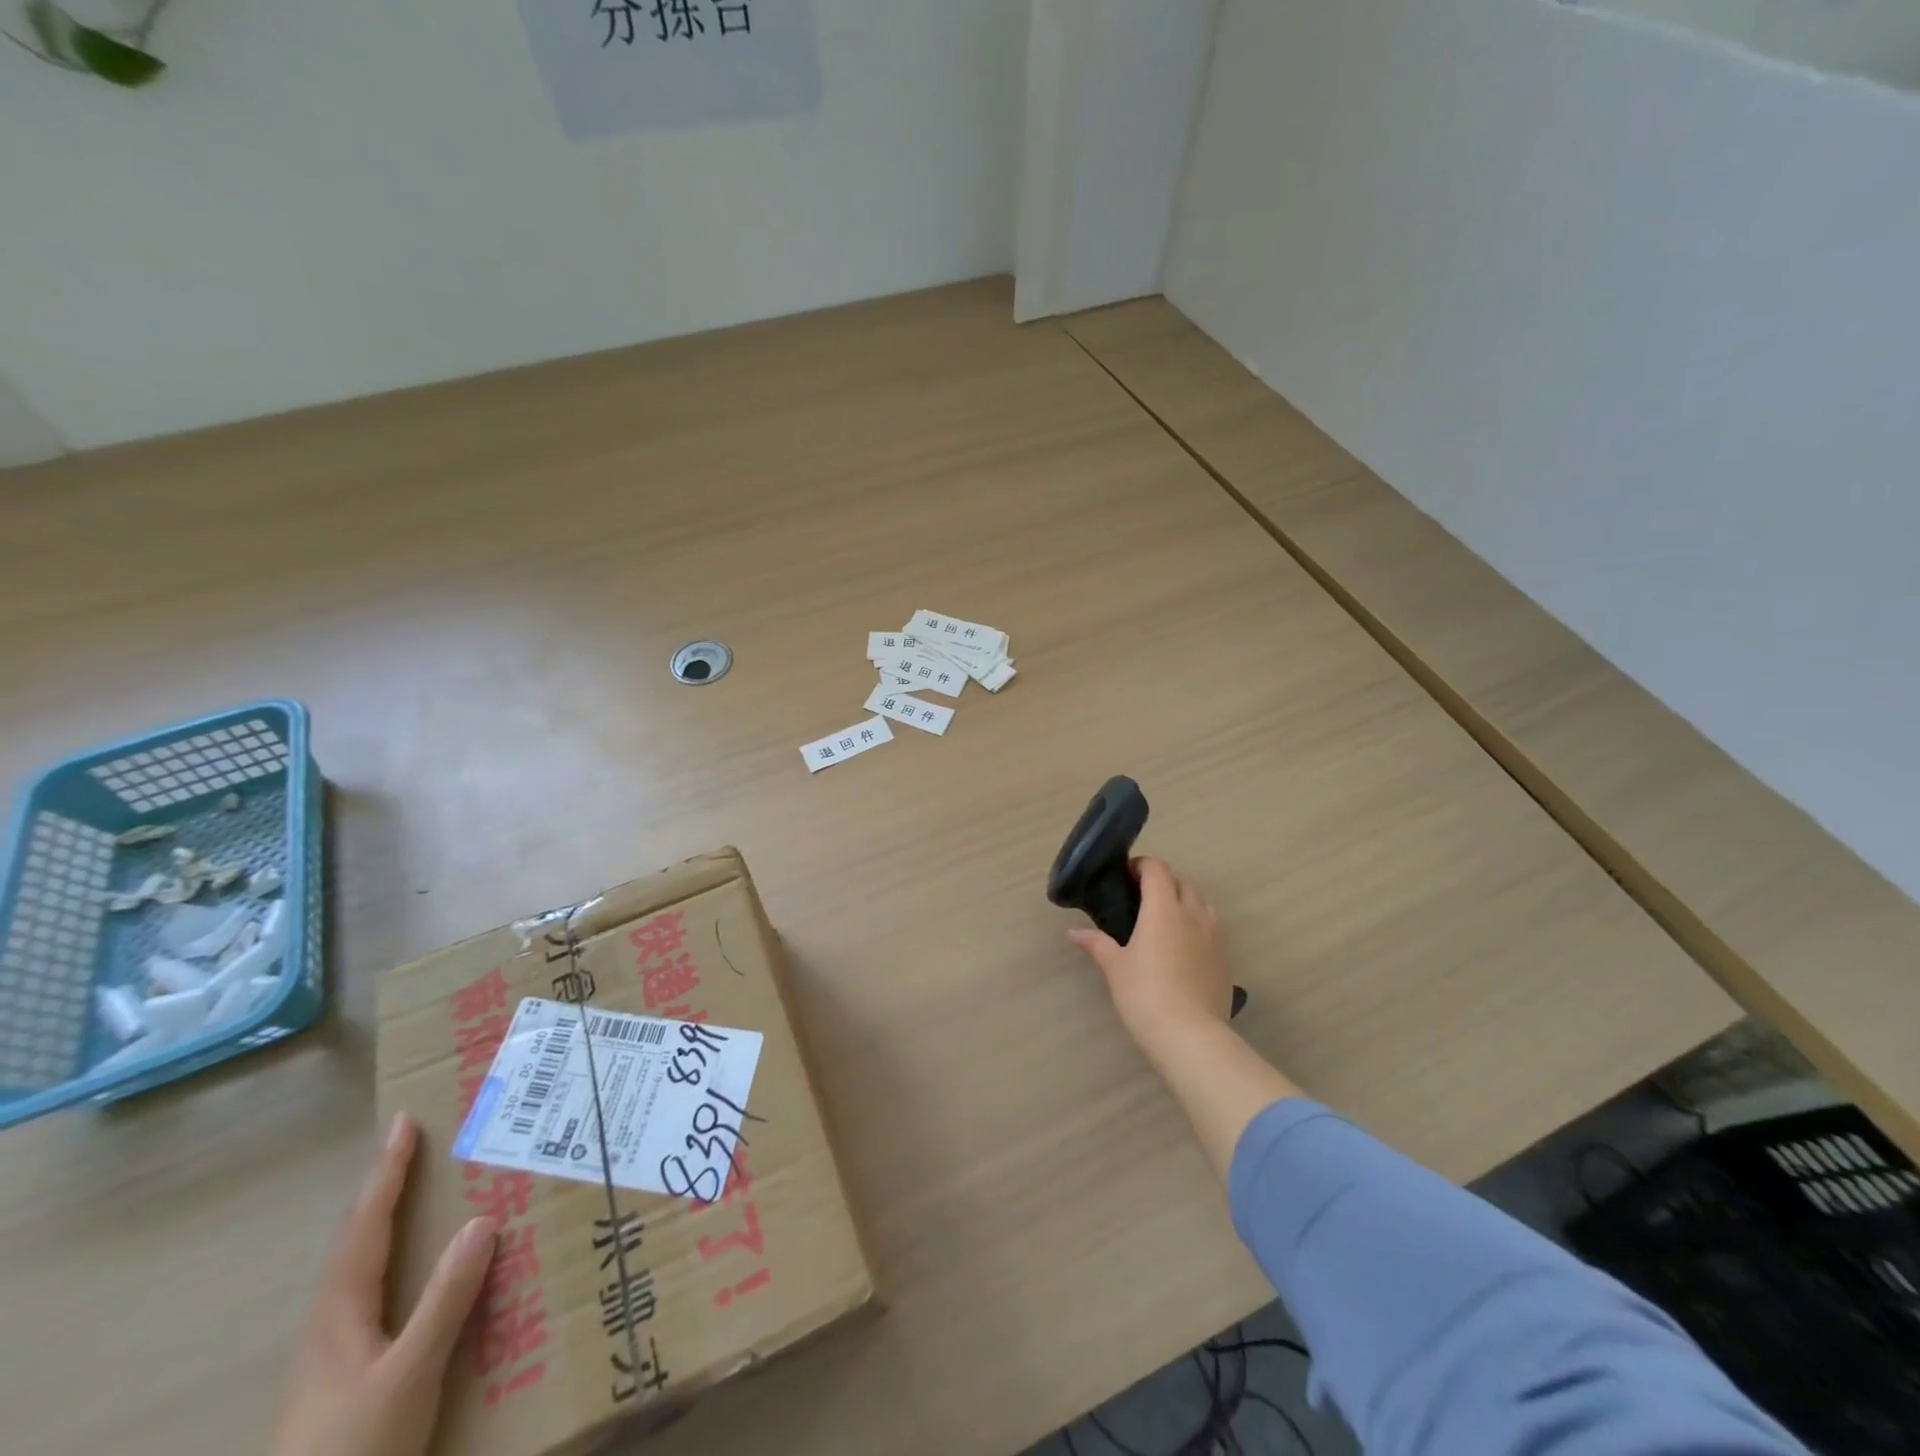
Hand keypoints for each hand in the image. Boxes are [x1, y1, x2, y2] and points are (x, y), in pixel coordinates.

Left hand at [270, 1114, 498, 1455]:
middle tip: (415, 1144)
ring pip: (363, 1266)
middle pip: (357, 1239)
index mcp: (339, 1312)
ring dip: (389, 1221)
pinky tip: (420, 1269)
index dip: (387, 1171)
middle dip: (385, 1188)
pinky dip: (397, 1257)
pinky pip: (376, 1291)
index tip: (404, 1122)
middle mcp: (331, 1322)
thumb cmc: (353, 1448)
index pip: (366, 1224)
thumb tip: (482, 1219)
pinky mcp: (347, 1373)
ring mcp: (334, 1351)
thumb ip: (445, 1300)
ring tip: (421, 1192)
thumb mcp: (409, 1374)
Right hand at [1068, 857, 1232, 1054]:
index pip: (1157, 870)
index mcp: (1163, 909)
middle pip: (1182, 882)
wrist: (1190, 1035)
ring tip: (1165, 920)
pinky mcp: (1224, 959)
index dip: (1143, 865)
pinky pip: (1212, 929)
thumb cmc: (1145, 993)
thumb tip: (1073, 932)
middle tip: (1142, 899)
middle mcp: (1192, 914)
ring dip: (1185, 901)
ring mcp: (1213, 936)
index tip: (1127, 875)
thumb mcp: (1114, 967)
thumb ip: (1096, 943)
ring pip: (1202, 904)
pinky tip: (1182, 949)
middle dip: (1164, 882)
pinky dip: (1197, 927)